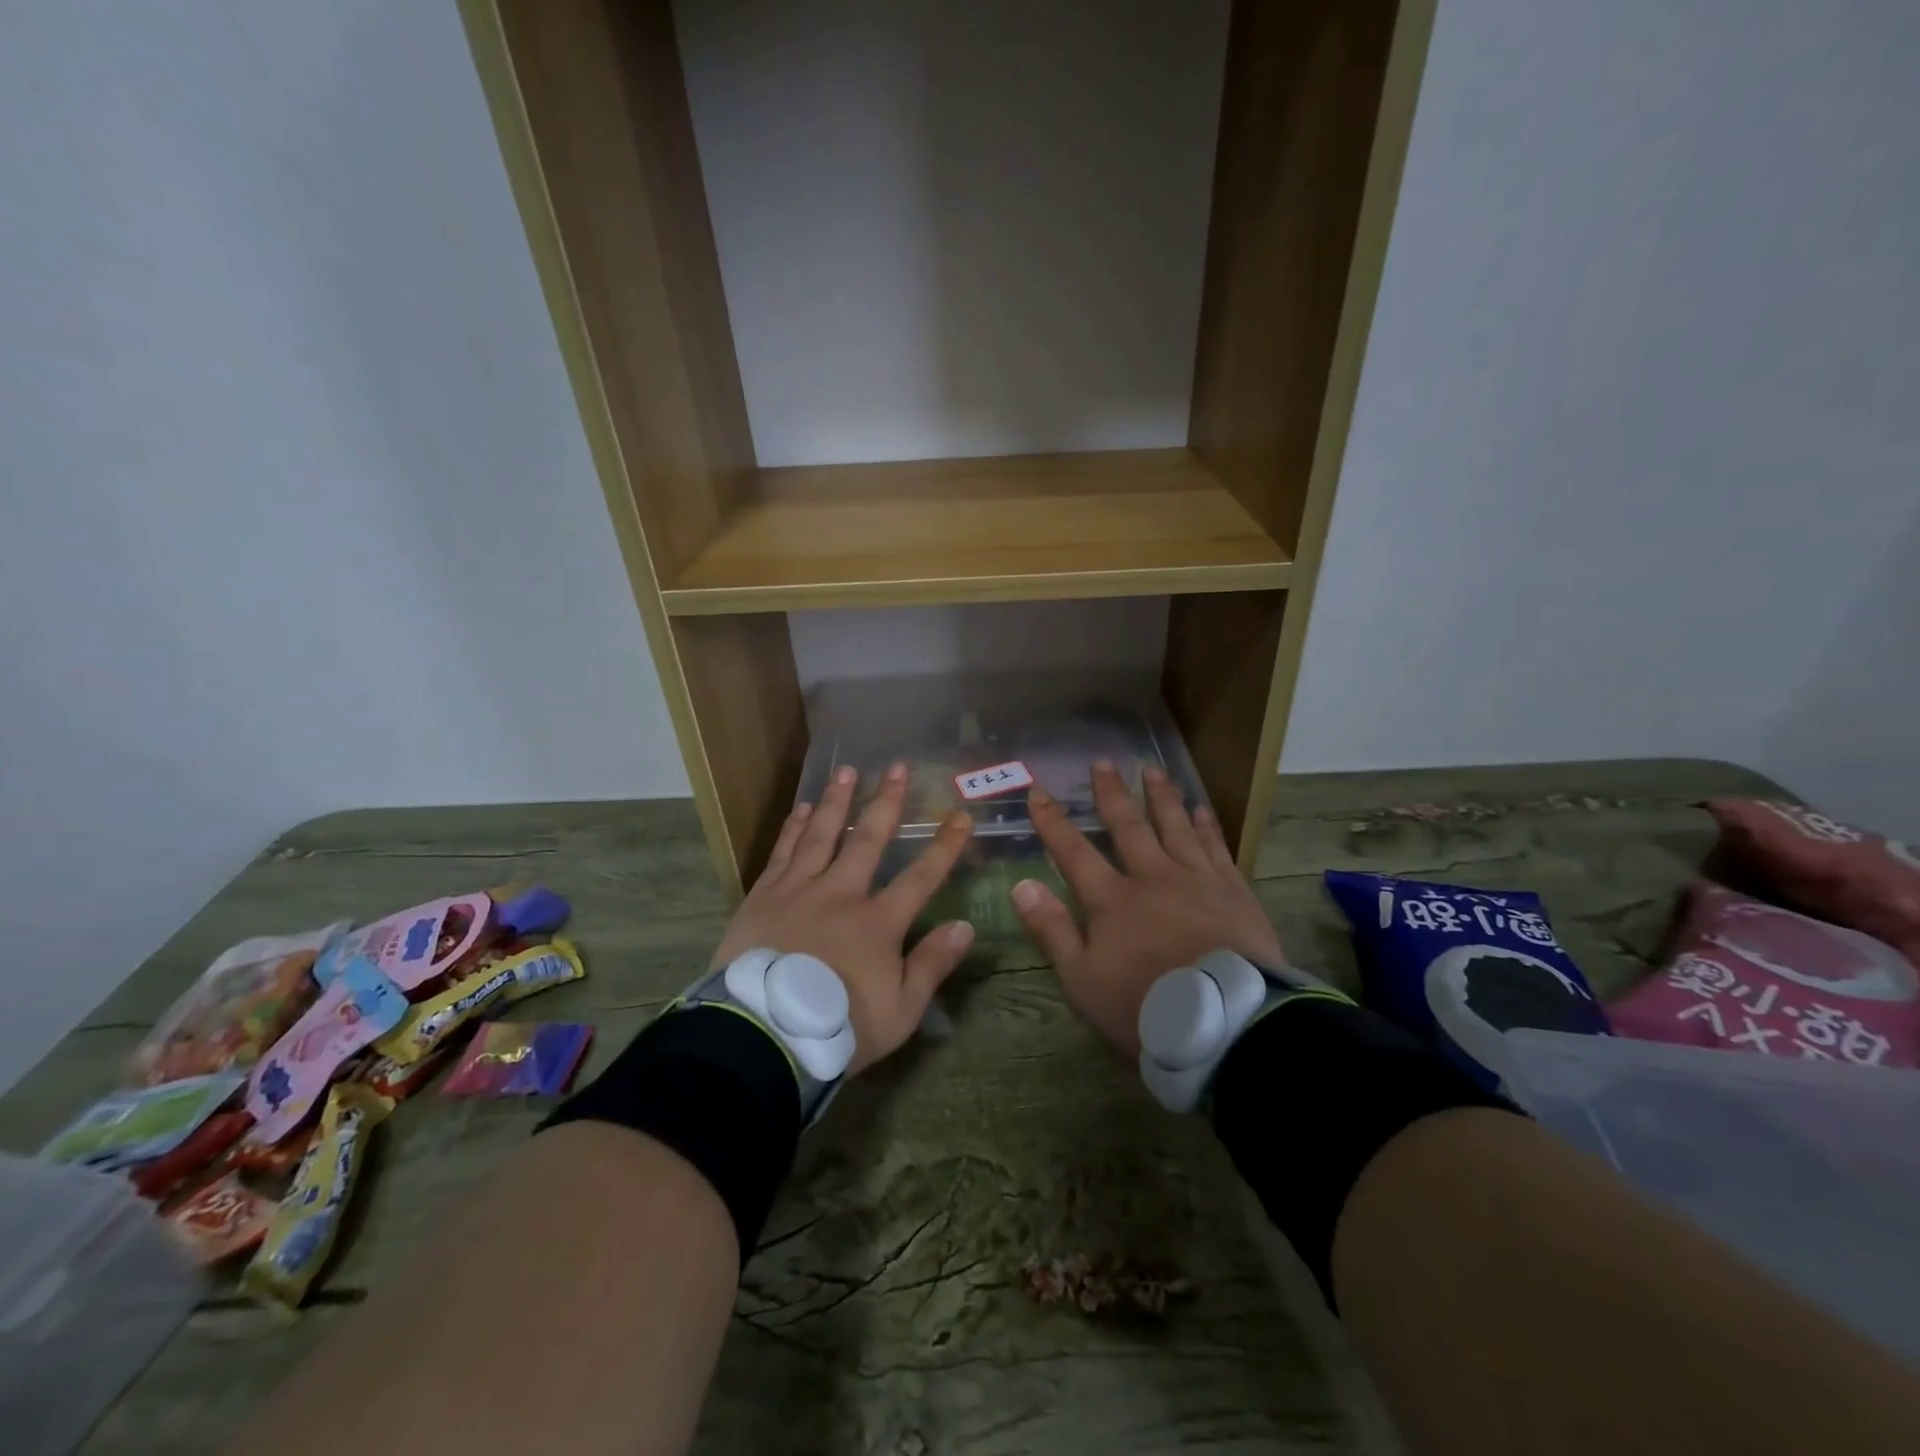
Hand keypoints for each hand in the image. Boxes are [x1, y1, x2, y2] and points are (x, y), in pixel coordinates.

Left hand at [712, 764, 974, 1074]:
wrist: (761, 1036)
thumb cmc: (837, 1029)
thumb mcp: (900, 1012)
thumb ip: (931, 966)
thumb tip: (965, 927)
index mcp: (878, 923)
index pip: (921, 877)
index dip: (945, 846)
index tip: (961, 816)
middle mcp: (841, 894)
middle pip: (868, 840)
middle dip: (885, 802)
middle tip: (896, 767)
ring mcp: (799, 890)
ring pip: (822, 835)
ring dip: (836, 801)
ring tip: (847, 771)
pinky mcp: (764, 896)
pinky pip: (783, 852)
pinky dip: (794, 828)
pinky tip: (801, 808)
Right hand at [1011, 762, 1283, 1057]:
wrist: (1228, 1023)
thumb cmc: (1146, 1007)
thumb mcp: (1083, 980)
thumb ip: (1052, 930)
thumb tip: (1021, 885)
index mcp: (1112, 900)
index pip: (1074, 852)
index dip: (1053, 822)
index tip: (1039, 791)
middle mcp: (1153, 878)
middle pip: (1128, 827)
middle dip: (1111, 795)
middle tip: (1103, 763)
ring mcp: (1197, 880)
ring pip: (1175, 827)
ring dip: (1161, 797)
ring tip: (1152, 770)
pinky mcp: (1234, 891)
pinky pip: (1217, 847)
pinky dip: (1207, 826)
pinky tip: (1201, 808)